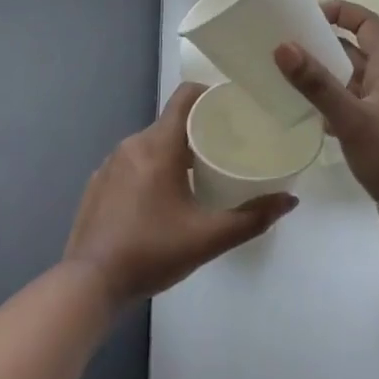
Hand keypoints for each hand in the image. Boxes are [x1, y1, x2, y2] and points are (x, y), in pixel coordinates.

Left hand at [64, 82, 295, 306]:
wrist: (88, 285)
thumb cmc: (151, 252)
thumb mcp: (208, 238)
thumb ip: (252, 218)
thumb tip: (290, 200)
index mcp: (159, 145)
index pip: (186, 95)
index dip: (211, 93)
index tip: (234, 107)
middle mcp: (133, 144)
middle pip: (173, 121)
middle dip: (200, 129)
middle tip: (228, 147)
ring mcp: (110, 163)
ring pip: (152, 143)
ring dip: (176, 151)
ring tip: (201, 173)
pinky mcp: (98, 183)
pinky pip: (133, 162)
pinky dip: (152, 169)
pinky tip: (163, 197)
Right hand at [275, 2, 378, 247]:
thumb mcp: (351, 118)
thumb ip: (317, 84)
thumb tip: (283, 45)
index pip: (367, 23)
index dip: (341, 11)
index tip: (306, 16)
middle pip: (354, 50)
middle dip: (322, 43)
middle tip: (284, 46)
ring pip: (349, 81)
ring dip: (322, 76)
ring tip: (285, 78)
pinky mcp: (377, 136)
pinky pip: (348, 108)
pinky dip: (328, 106)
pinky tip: (307, 117)